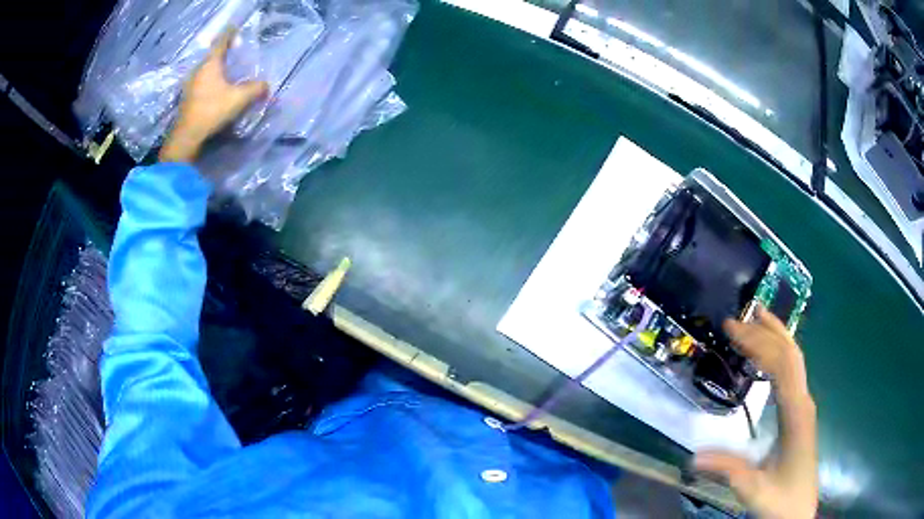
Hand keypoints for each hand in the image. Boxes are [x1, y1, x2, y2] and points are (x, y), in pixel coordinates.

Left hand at [159, 29, 267, 162]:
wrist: (187, 137)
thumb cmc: (212, 111)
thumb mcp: (239, 99)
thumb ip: (255, 88)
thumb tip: (267, 85)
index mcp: (210, 64)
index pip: (221, 42)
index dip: (229, 33)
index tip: (234, 27)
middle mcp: (198, 70)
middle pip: (212, 55)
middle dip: (223, 51)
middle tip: (234, 49)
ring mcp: (190, 85)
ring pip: (205, 69)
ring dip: (216, 67)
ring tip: (226, 69)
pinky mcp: (188, 98)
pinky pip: (201, 82)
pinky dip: (210, 80)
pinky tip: (216, 87)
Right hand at [693, 307, 817, 518]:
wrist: (799, 511)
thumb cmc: (781, 499)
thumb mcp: (754, 489)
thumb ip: (729, 470)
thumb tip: (694, 456)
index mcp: (796, 413)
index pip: (781, 364)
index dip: (759, 342)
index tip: (732, 329)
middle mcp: (804, 401)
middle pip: (790, 353)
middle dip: (765, 331)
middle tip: (737, 320)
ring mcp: (804, 405)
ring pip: (795, 359)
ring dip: (776, 336)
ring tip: (756, 318)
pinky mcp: (800, 412)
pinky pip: (792, 372)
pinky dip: (779, 353)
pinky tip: (768, 354)